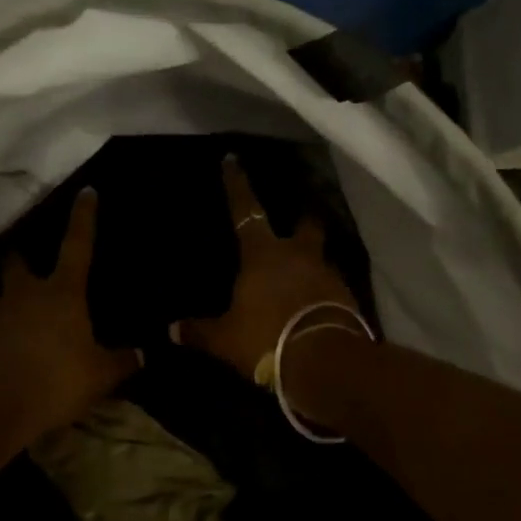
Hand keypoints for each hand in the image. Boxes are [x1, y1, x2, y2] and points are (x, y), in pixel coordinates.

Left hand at [0, 188, 137, 445]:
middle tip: (31, 259)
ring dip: (10, 295)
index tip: (86, 192)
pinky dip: (1, 329)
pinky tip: (11, 345)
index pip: (77, 245)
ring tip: (23, 309)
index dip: (83, 218)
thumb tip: (144, 353)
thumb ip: (122, 361)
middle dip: (23, 255)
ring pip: (1, 293)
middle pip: (18, 261)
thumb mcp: (99, 375)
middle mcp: (25, 294)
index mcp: (61, 293)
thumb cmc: (53, 380)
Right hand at [177, 156, 364, 378]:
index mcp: (263, 254)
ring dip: (313, 260)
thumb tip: (171, 330)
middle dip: (301, 218)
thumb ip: (200, 331)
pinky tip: (316, 303)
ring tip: (304, 272)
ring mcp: (328, 275)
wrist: (325, 362)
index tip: (233, 159)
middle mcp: (298, 255)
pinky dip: (324, 291)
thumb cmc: (267, 338)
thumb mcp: (225, 339)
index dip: (237, 185)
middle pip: (304, 225)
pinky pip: (333, 287)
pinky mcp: (348, 299)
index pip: (245, 211)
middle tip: (298, 217)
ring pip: (321, 256)